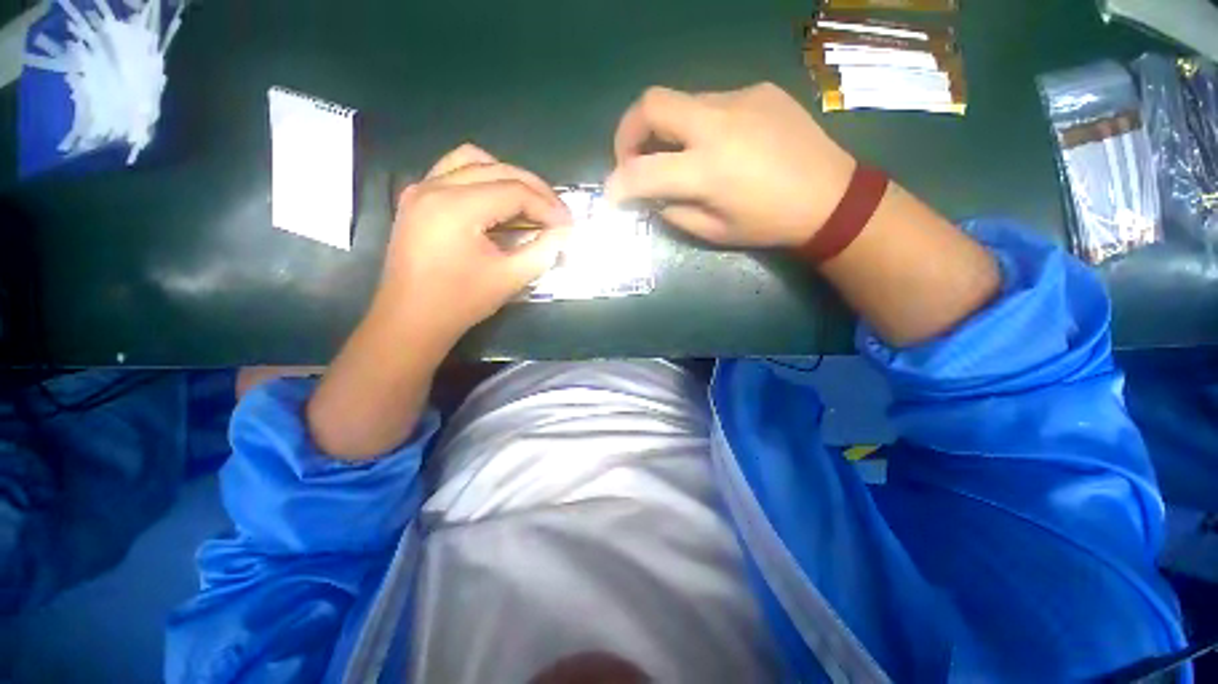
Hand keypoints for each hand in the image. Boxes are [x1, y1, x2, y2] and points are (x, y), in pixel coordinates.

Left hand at [375, 144, 571, 346]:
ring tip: (528, 201)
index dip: (548, 206)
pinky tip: (496, 199)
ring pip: (473, 160)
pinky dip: (481, 177)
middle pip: (498, 169)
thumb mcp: (509, 279)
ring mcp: (421, 188)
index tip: (568, 225)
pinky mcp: (416, 197)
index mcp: (457, 207)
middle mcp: (435, 186)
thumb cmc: (460, 302)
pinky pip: (453, 169)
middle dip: (535, 189)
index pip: (515, 191)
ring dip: (507, 176)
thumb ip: (542, 251)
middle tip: (557, 213)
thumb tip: (564, 233)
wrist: (411, 319)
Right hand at [605, 83, 856, 246]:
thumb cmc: (768, 224)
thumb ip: (674, 211)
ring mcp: (739, 99)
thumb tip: (653, 195)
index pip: (641, 171)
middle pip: (650, 103)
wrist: (829, 196)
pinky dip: (699, 124)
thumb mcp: (713, 232)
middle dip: (628, 132)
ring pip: (681, 101)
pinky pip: (712, 102)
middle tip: (632, 158)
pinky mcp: (757, 90)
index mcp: (707, 170)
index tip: (612, 193)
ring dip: (666, 130)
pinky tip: (720, 145)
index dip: (617, 184)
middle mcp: (717, 124)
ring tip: (679, 155)